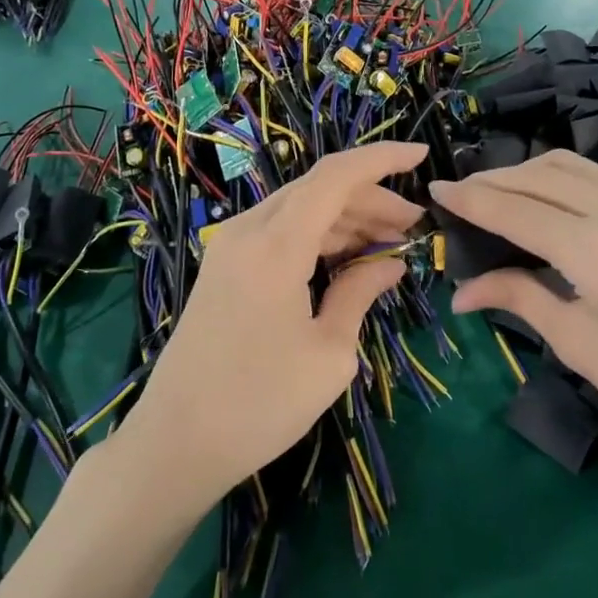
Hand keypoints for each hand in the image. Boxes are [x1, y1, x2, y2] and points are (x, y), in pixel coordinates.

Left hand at [118, 141, 427, 512]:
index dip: (382, 158)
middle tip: (413, 225)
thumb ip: (361, 293)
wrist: (175, 442)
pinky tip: (347, 258)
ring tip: (390, 242)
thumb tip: (390, 263)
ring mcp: (231, 247)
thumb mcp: (328, 352)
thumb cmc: (260, 403)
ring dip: (346, 219)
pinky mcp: (224, 267)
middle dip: (370, 198)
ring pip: (300, 210)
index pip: (336, 175)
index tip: (421, 155)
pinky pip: (279, 232)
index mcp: (276, 243)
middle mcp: (249, 230)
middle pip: (319, 190)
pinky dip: (318, 237)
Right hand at [429, 152, 597, 459]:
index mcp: (595, 248)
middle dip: (492, 181)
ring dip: (525, 173)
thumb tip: (462, 291)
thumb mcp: (579, 343)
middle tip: (459, 197)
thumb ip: (519, 298)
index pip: (513, 208)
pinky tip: (545, 201)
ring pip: (569, 166)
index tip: (435, 191)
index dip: (469, 199)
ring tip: (495, 194)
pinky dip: (559, 179)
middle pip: (538, 175)